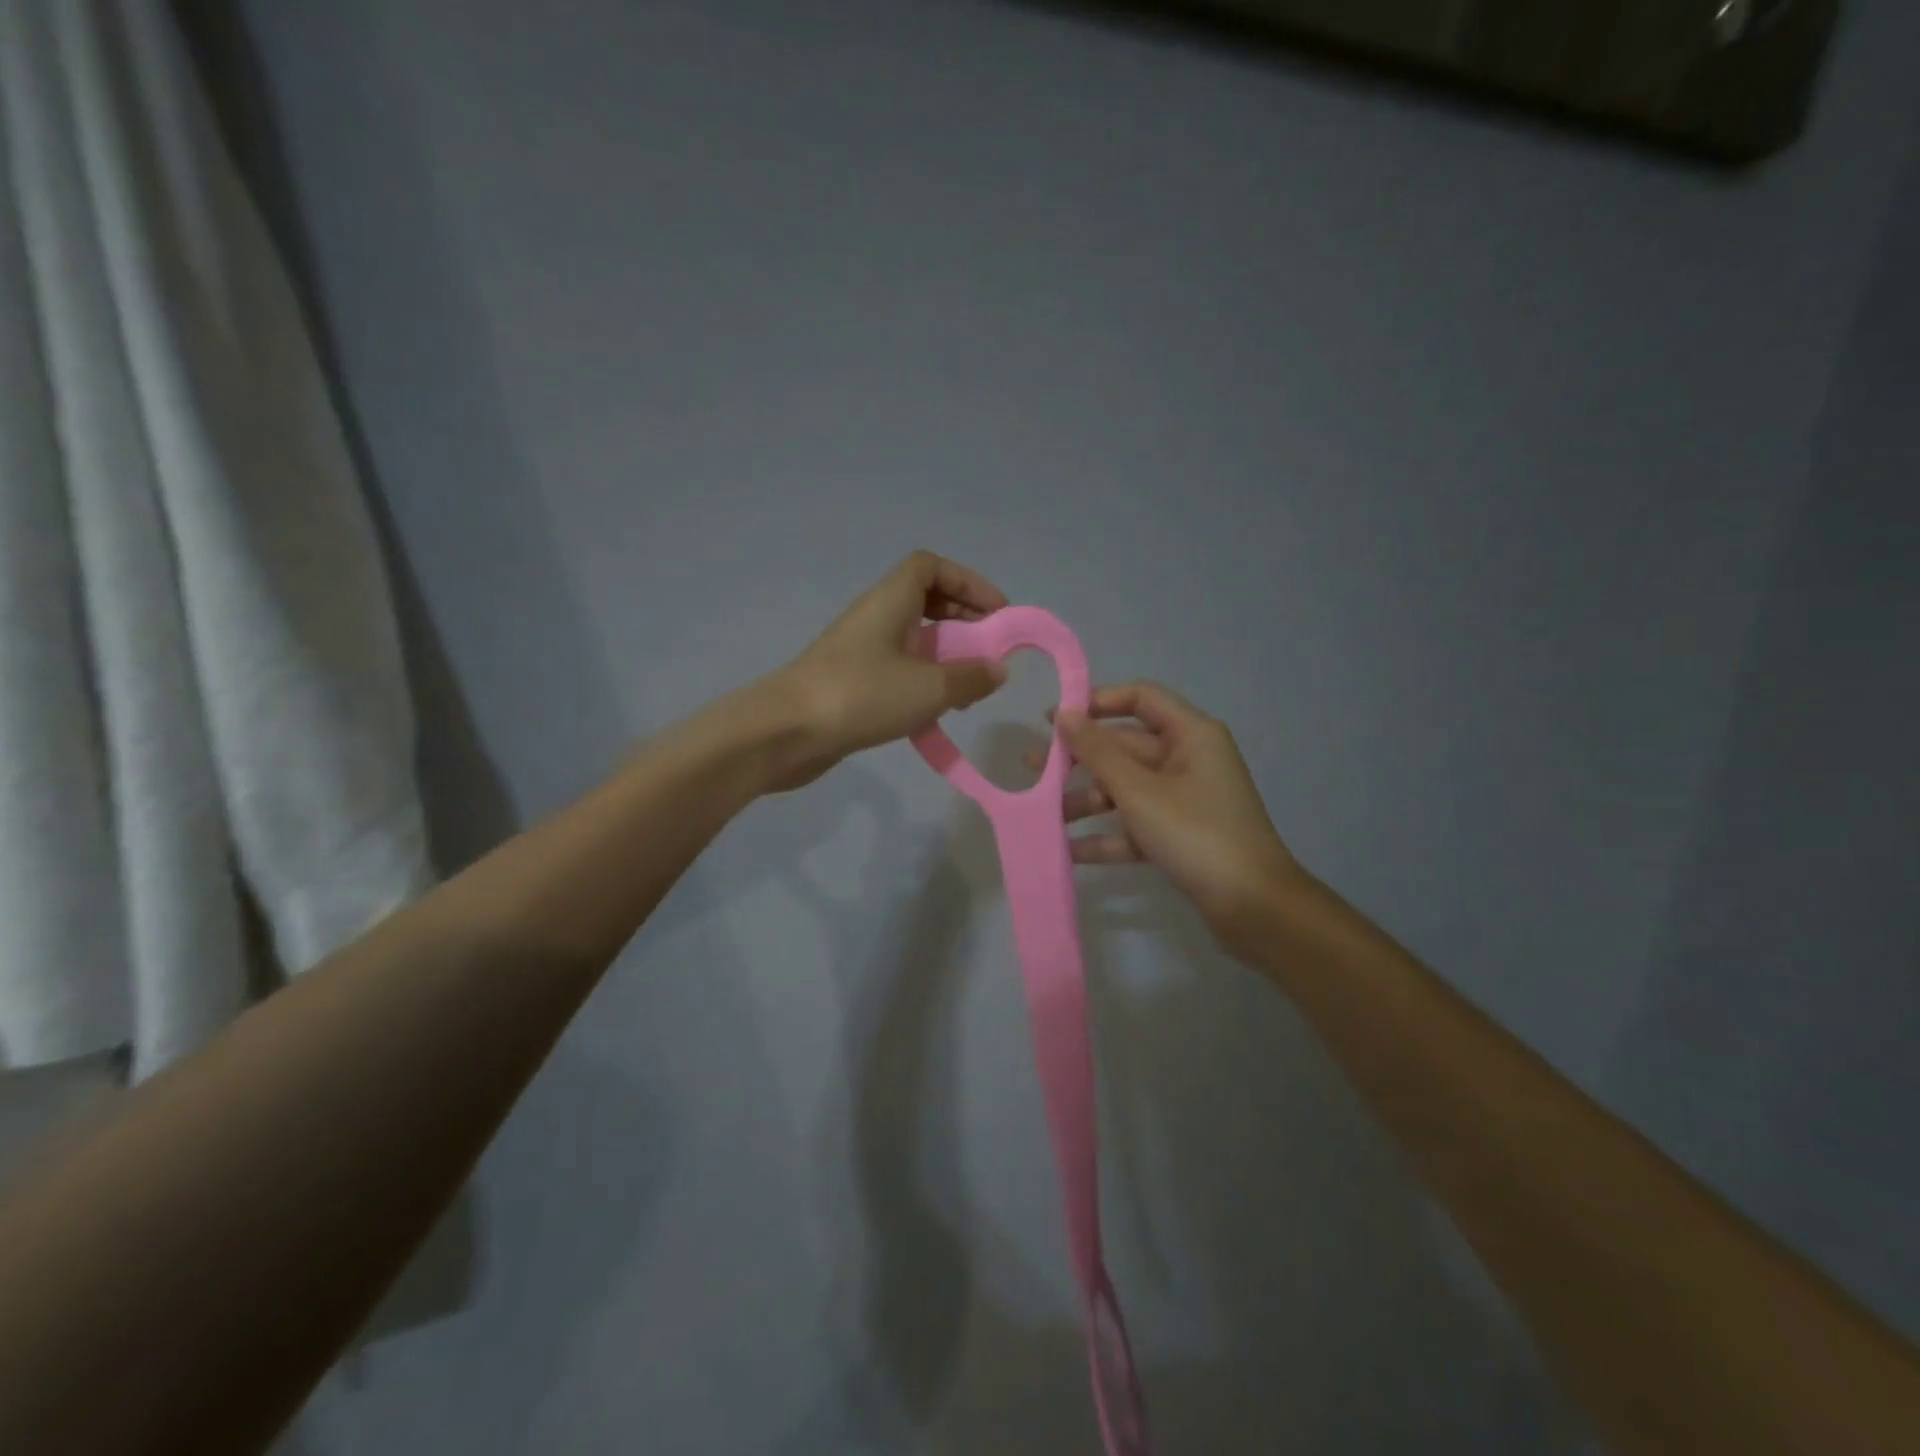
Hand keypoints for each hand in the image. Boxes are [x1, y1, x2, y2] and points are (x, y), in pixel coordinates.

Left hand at [766, 551, 1009, 790]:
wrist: (785, 733)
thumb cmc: (861, 695)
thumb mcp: (929, 688)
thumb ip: (971, 677)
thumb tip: (998, 669)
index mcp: (890, 601)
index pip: (930, 567)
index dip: (968, 582)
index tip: (997, 613)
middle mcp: (874, 617)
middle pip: (925, 601)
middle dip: (963, 621)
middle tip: (990, 651)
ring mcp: (860, 651)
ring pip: (913, 639)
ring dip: (946, 656)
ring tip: (970, 688)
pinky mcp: (852, 684)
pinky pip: (898, 670)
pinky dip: (923, 682)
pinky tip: (937, 713)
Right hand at [1047, 681, 1302, 945]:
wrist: (1254, 907)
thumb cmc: (1196, 835)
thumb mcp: (1139, 791)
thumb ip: (1097, 752)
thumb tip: (1064, 714)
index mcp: (1191, 735)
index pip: (1140, 698)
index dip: (1096, 702)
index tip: (1055, 718)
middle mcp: (1189, 759)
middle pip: (1126, 747)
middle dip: (1080, 759)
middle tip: (1032, 767)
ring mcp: (1186, 799)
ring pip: (1127, 788)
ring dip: (1088, 800)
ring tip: (1045, 815)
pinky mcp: (1181, 835)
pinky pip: (1137, 824)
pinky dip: (1108, 836)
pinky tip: (1070, 851)